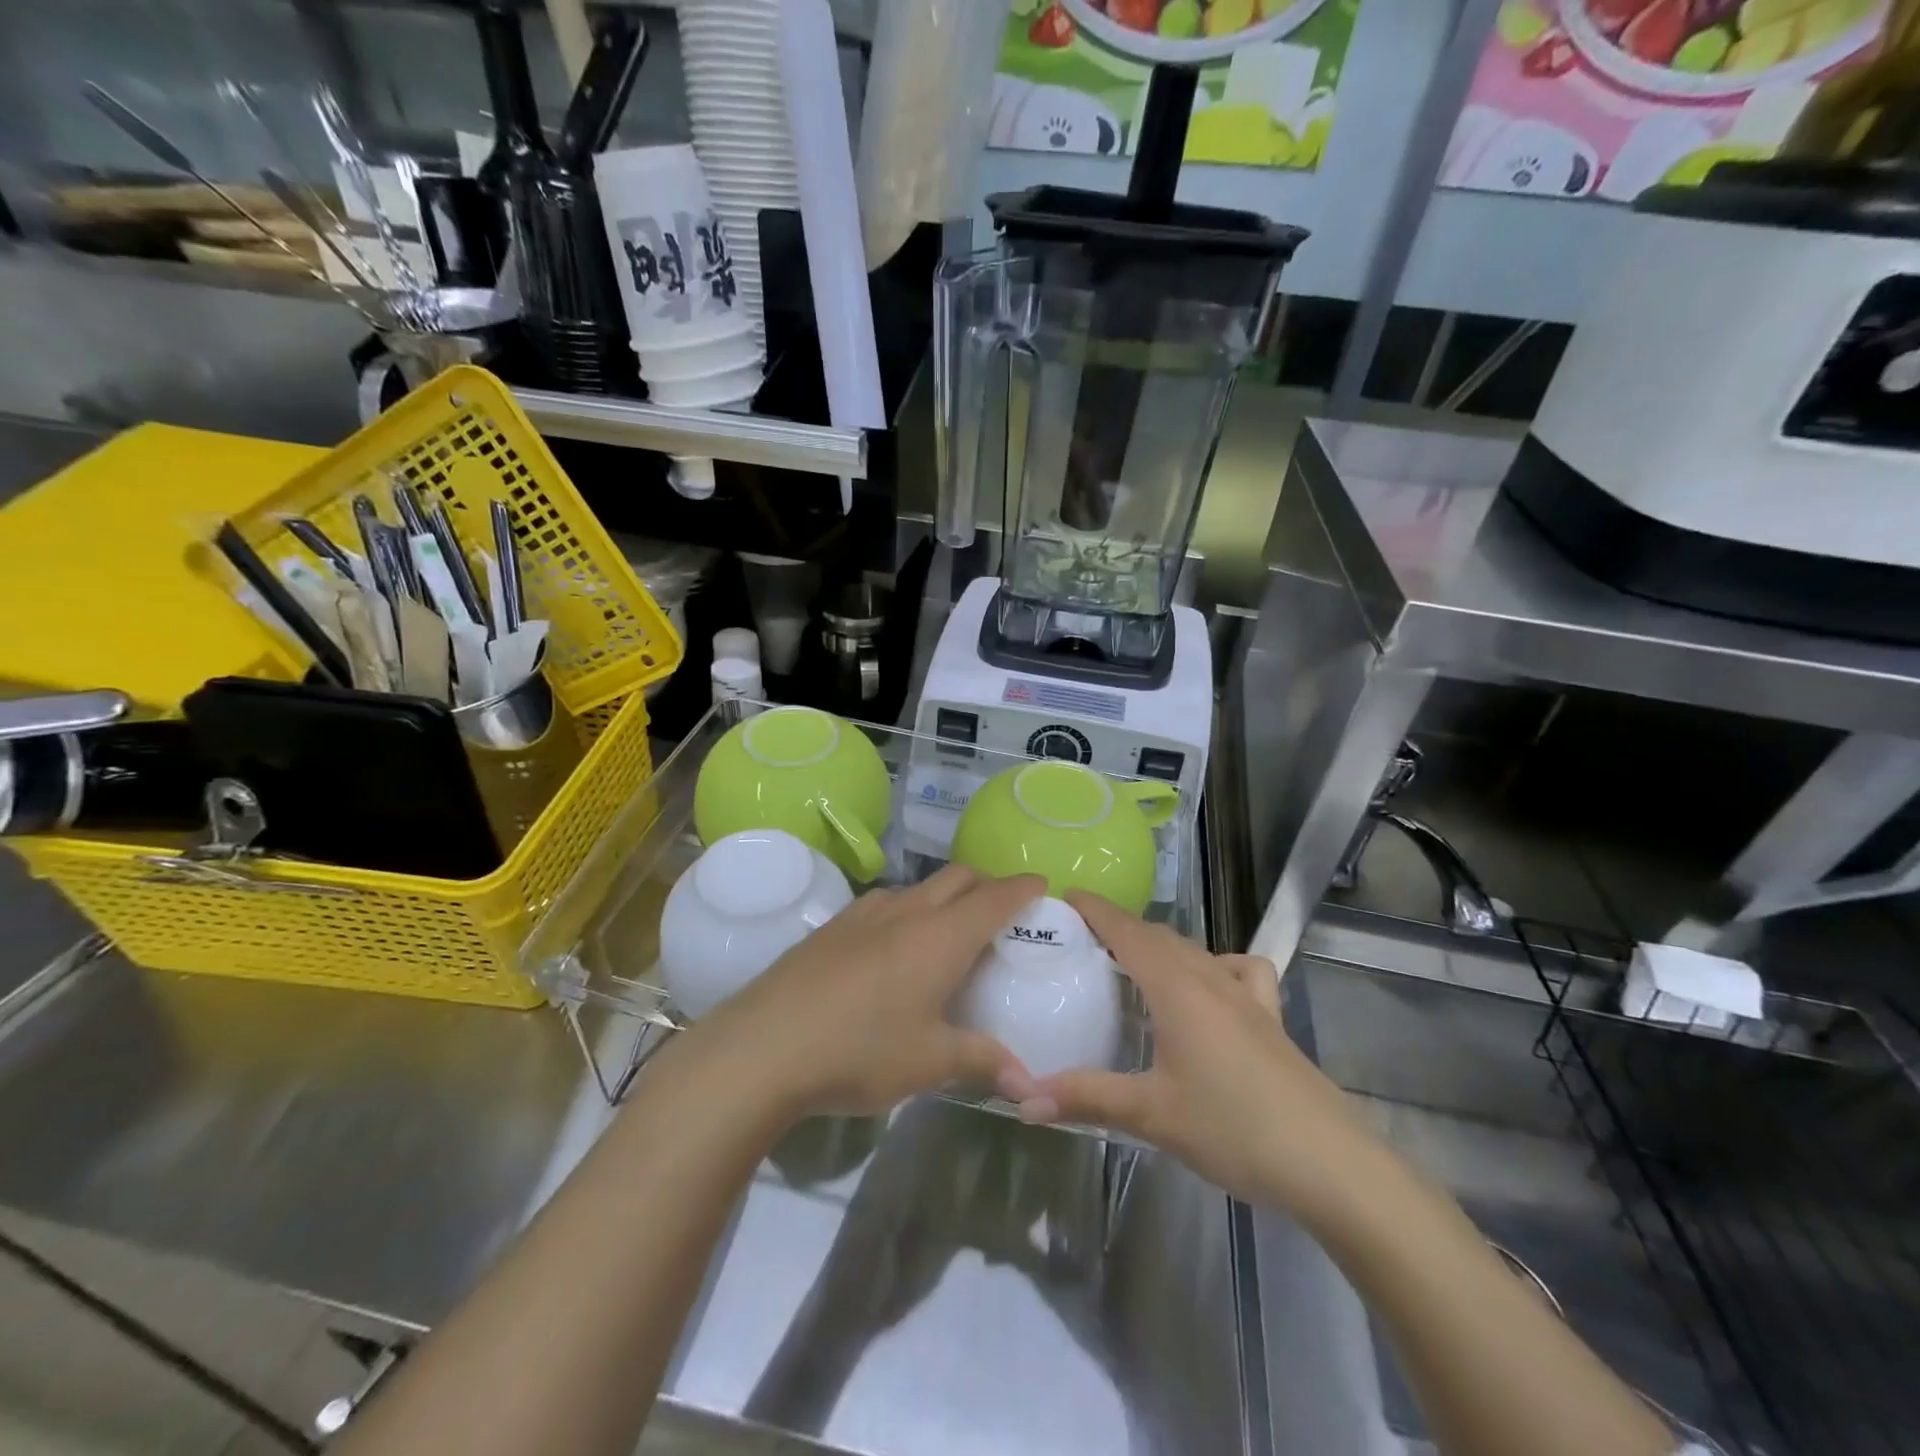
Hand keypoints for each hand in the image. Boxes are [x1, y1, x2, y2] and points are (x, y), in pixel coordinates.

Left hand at [697, 866, 1045, 1119]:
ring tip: (947, 934)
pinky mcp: (831, 926)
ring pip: (917, 887)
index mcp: (941, 936)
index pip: (995, 896)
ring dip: (942, 897)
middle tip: (1000, 913)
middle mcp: (907, 911)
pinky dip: (905, 912)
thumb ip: (982, 1062)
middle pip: (957, 877)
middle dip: (985, 884)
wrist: (763, 1046)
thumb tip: (1028, 1084)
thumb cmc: (860, 1051)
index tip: (1041, 886)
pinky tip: (892, 950)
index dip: (1022, 887)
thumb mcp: (929, 1062)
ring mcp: (864, 914)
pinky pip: (884, 904)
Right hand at [1017, 892, 1373, 1214]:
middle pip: (1158, 935)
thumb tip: (1022, 1099)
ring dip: (1159, 946)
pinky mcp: (1270, 1018)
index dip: (1095, 909)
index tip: (1063, 897)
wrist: (1331, 1164)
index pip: (1127, 930)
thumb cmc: (1234, 1128)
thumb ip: (1086, 1098)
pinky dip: (1214, 965)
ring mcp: (1246, 996)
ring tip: (1130, 965)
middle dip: (1118, 927)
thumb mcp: (1152, 1114)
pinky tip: (1208, 991)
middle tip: (1079, 940)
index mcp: (1177, 987)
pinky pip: (1238, 970)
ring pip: (1193, 950)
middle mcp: (1210, 978)